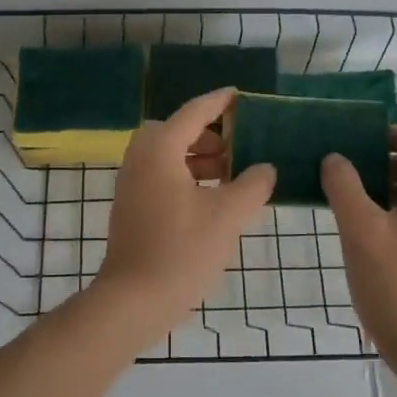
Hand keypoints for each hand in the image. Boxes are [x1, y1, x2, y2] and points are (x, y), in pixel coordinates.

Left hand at [97, 89, 275, 339]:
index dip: (219, 102)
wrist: (133, 300)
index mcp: (160, 150)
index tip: (241, 96)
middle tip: (238, 144)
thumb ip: (252, 185)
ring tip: (231, 173)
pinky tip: (211, 198)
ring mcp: (131, 183)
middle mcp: (140, 158)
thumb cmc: (182, 251)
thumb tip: (265, 168)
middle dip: (208, 133)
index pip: (194, 112)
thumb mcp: (227, 216)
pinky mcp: (131, 206)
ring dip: (197, 156)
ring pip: (167, 154)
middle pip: (176, 130)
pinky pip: (160, 174)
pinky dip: (185, 175)